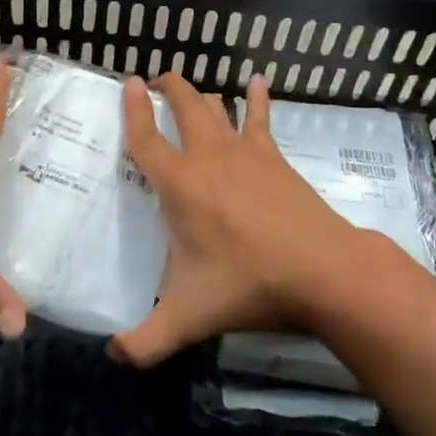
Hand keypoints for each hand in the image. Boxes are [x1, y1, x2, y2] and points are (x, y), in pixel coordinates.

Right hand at [111, 72, 386, 366]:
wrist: (322, 271)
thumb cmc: (248, 285)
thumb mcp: (188, 317)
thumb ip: (145, 341)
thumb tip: (112, 356)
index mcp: (179, 185)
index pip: (145, 138)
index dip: (132, 109)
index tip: (127, 82)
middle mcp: (208, 157)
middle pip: (183, 106)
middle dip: (168, 88)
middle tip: (156, 79)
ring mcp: (245, 153)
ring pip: (217, 108)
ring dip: (202, 94)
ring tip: (190, 86)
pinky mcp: (275, 158)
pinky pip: (261, 119)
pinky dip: (257, 99)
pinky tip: (258, 82)